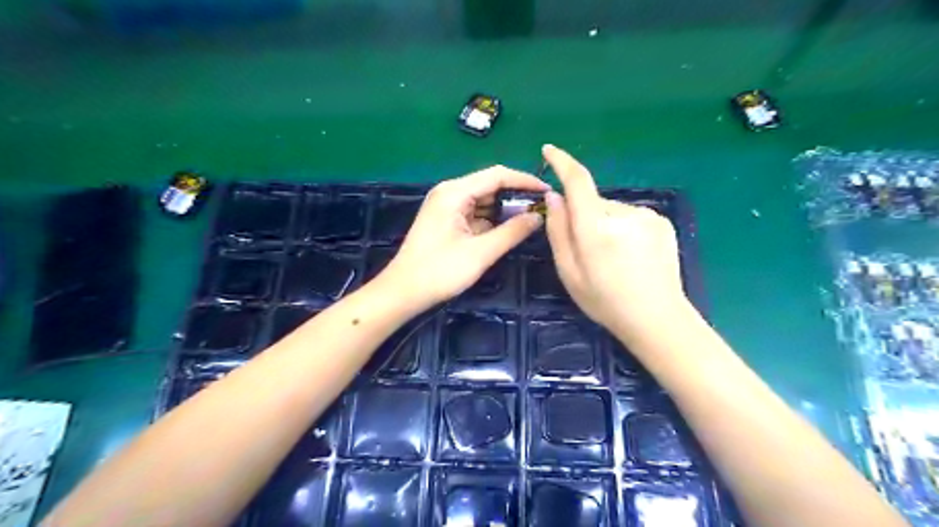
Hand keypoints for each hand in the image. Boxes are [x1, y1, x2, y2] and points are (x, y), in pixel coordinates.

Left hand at [376, 166, 552, 310]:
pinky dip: (491, 220)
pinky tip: (508, 230)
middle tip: (543, 209)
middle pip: (490, 185)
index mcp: (454, 192)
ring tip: (531, 219)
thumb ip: (512, 232)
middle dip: (516, 196)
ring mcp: (446, 206)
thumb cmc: (440, 271)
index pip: (497, 175)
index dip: (525, 181)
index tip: (548, 192)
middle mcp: (450, 192)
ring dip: (504, 209)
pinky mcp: (446, 221)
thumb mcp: (481, 252)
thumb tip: (539, 216)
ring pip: (483, 200)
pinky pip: (474, 213)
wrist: (403, 292)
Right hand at [540, 144, 686, 340]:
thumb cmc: (605, 301)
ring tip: (613, 259)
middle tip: (587, 252)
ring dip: (605, 225)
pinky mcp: (661, 221)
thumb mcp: (569, 272)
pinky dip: (623, 229)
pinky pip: (630, 217)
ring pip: (611, 211)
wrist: (658, 319)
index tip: (549, 150)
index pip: (578, 182)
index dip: (562, 163)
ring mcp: (647, 216)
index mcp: (596, 229)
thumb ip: (558, 231)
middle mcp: (623, 214)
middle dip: (584, 218)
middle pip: (592, 203)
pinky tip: (631, 256)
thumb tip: (554, 196)